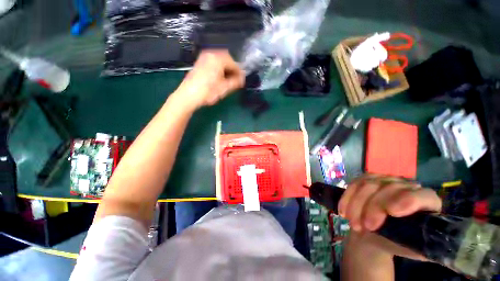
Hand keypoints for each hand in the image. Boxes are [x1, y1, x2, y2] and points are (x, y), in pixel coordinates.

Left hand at [174, 50, 244, 109]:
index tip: (242, 80)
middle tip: (236, 79)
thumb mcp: (225, 88)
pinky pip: (213, 62)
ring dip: (226, 68)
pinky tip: (219, 77)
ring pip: (219, 60)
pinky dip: (219, 68)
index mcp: (218, 59)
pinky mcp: (199, 63)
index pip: (234, 63)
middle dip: (232, 68)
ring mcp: (204, 58)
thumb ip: (236, 82)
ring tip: (228, 79)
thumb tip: (242, 79)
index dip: (239, 72)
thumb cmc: (208, 92)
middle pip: (227, 58)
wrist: (188, 95)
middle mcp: (211, 54)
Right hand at [338, 174, 441, 260]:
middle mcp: (405, 186)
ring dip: (356, 204)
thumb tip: (432, 247)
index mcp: (425, 202)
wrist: (373, 233)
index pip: (422, 195)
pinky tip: (343, 211)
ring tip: (353, 224)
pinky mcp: (365, 180)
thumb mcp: (411, 248)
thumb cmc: (396, 242)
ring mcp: (384, 180)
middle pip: (388, 188)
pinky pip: (353, 184)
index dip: (408, 200)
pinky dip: (347, 198)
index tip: (392, 212)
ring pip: (367, 184)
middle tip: (364, 227)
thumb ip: (422, 245)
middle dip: (373, 207)